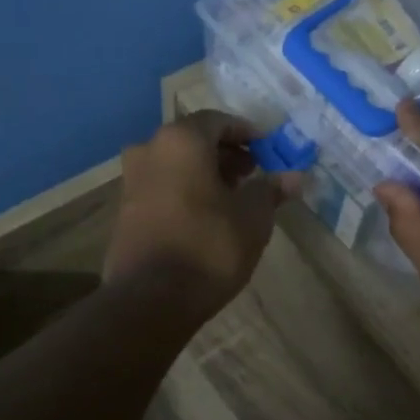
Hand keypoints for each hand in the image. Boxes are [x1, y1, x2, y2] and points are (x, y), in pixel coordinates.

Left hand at [105, 110, 298, 319]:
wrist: (152, 298)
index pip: (218, 121)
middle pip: (194, 140)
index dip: (246, 133)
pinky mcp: (125, 210)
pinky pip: (162, 186)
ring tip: (234, 197)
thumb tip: (294, 177)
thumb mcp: (253, 217)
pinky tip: (208, 216)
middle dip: (226, 153)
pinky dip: (186, 190)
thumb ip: (270, 190)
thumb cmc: (210, 246)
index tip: (267, 151)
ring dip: (205, 173)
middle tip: (253, 173)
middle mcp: (150, 150)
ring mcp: (132, 180)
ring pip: (176, 164)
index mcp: (181, 140)